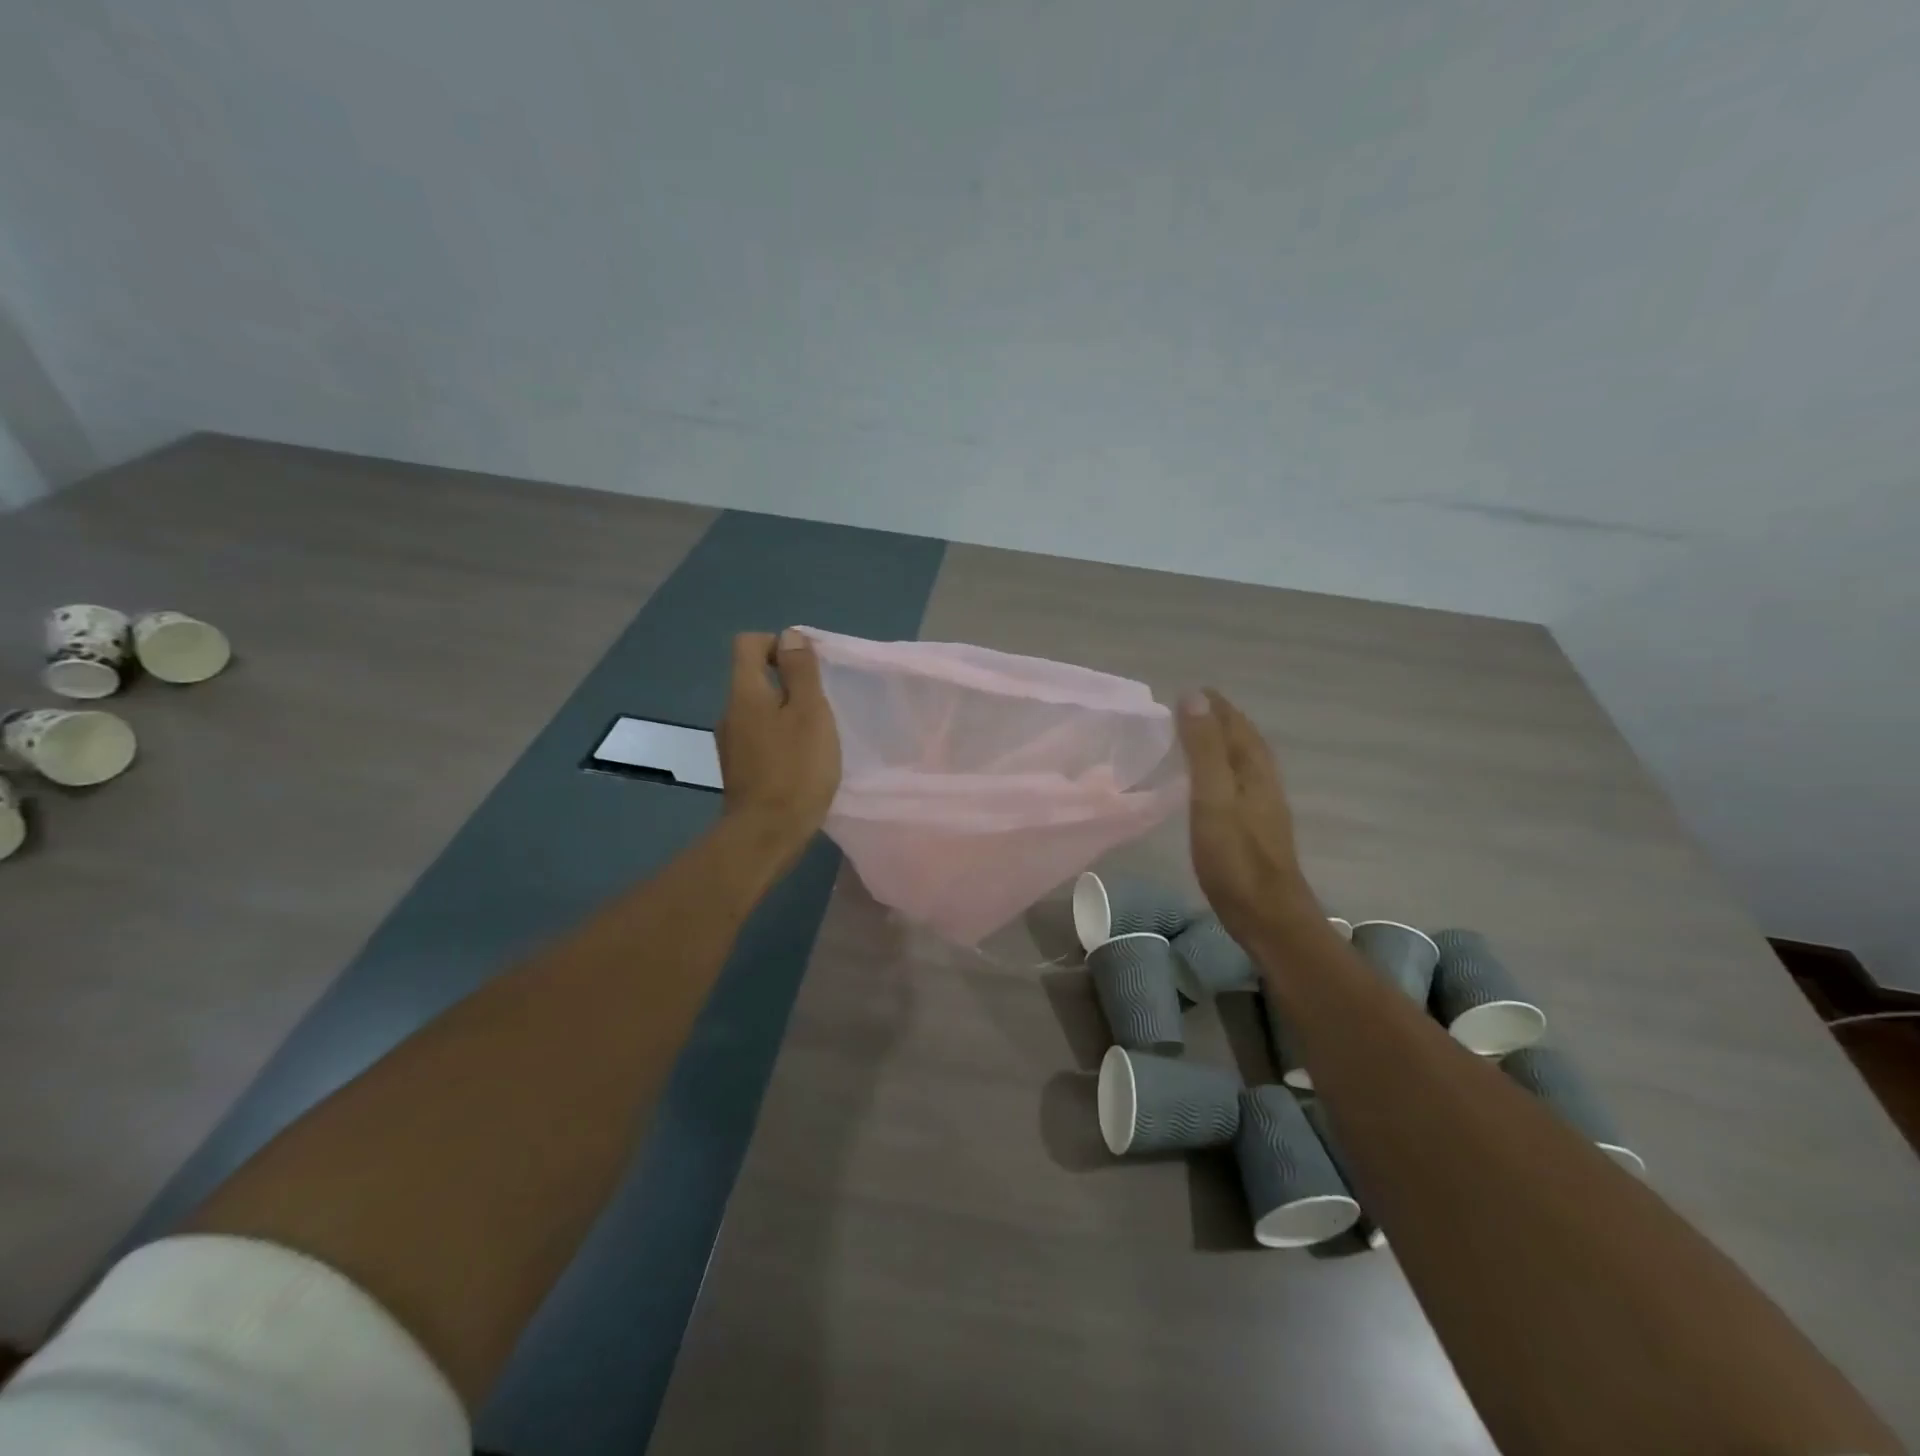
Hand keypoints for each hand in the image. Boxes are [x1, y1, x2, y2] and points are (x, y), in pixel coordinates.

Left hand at [718, 630, 841, 851]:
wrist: (767, 834)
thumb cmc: (796, 768)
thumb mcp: (810, 712)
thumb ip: (801, 671)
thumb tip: (789, 635)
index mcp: (745, 693)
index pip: (748, 644)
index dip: (778, 645)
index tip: (807, 668)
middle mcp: (729, 713)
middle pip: (753, 679)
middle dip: (787, 683)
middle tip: (820, 705)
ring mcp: (731, 745)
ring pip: (758, 712)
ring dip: (785, 714)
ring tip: (815, 736)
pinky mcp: (739, 770)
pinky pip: (759, 739)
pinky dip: (779, 740)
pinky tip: (801, 762)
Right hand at [1176, 689, 1316, 948]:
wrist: (1268, 917)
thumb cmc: (1235, 858)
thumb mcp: (1212, 798)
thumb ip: (1203, 749)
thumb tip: (1194, 696)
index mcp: (1254, 769)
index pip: (1236, 725)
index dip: (1215, 706)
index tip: (1190, 690)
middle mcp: (1264, 782)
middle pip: (1244, 740)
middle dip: (1221, 720)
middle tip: (1191, 708)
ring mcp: (1263, 807)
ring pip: (1244, 762)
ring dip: (1223, 744)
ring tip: (1198, 737)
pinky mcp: (1256, 828)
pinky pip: (1239, 782)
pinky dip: (1223, 769)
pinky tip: (1211, 783)